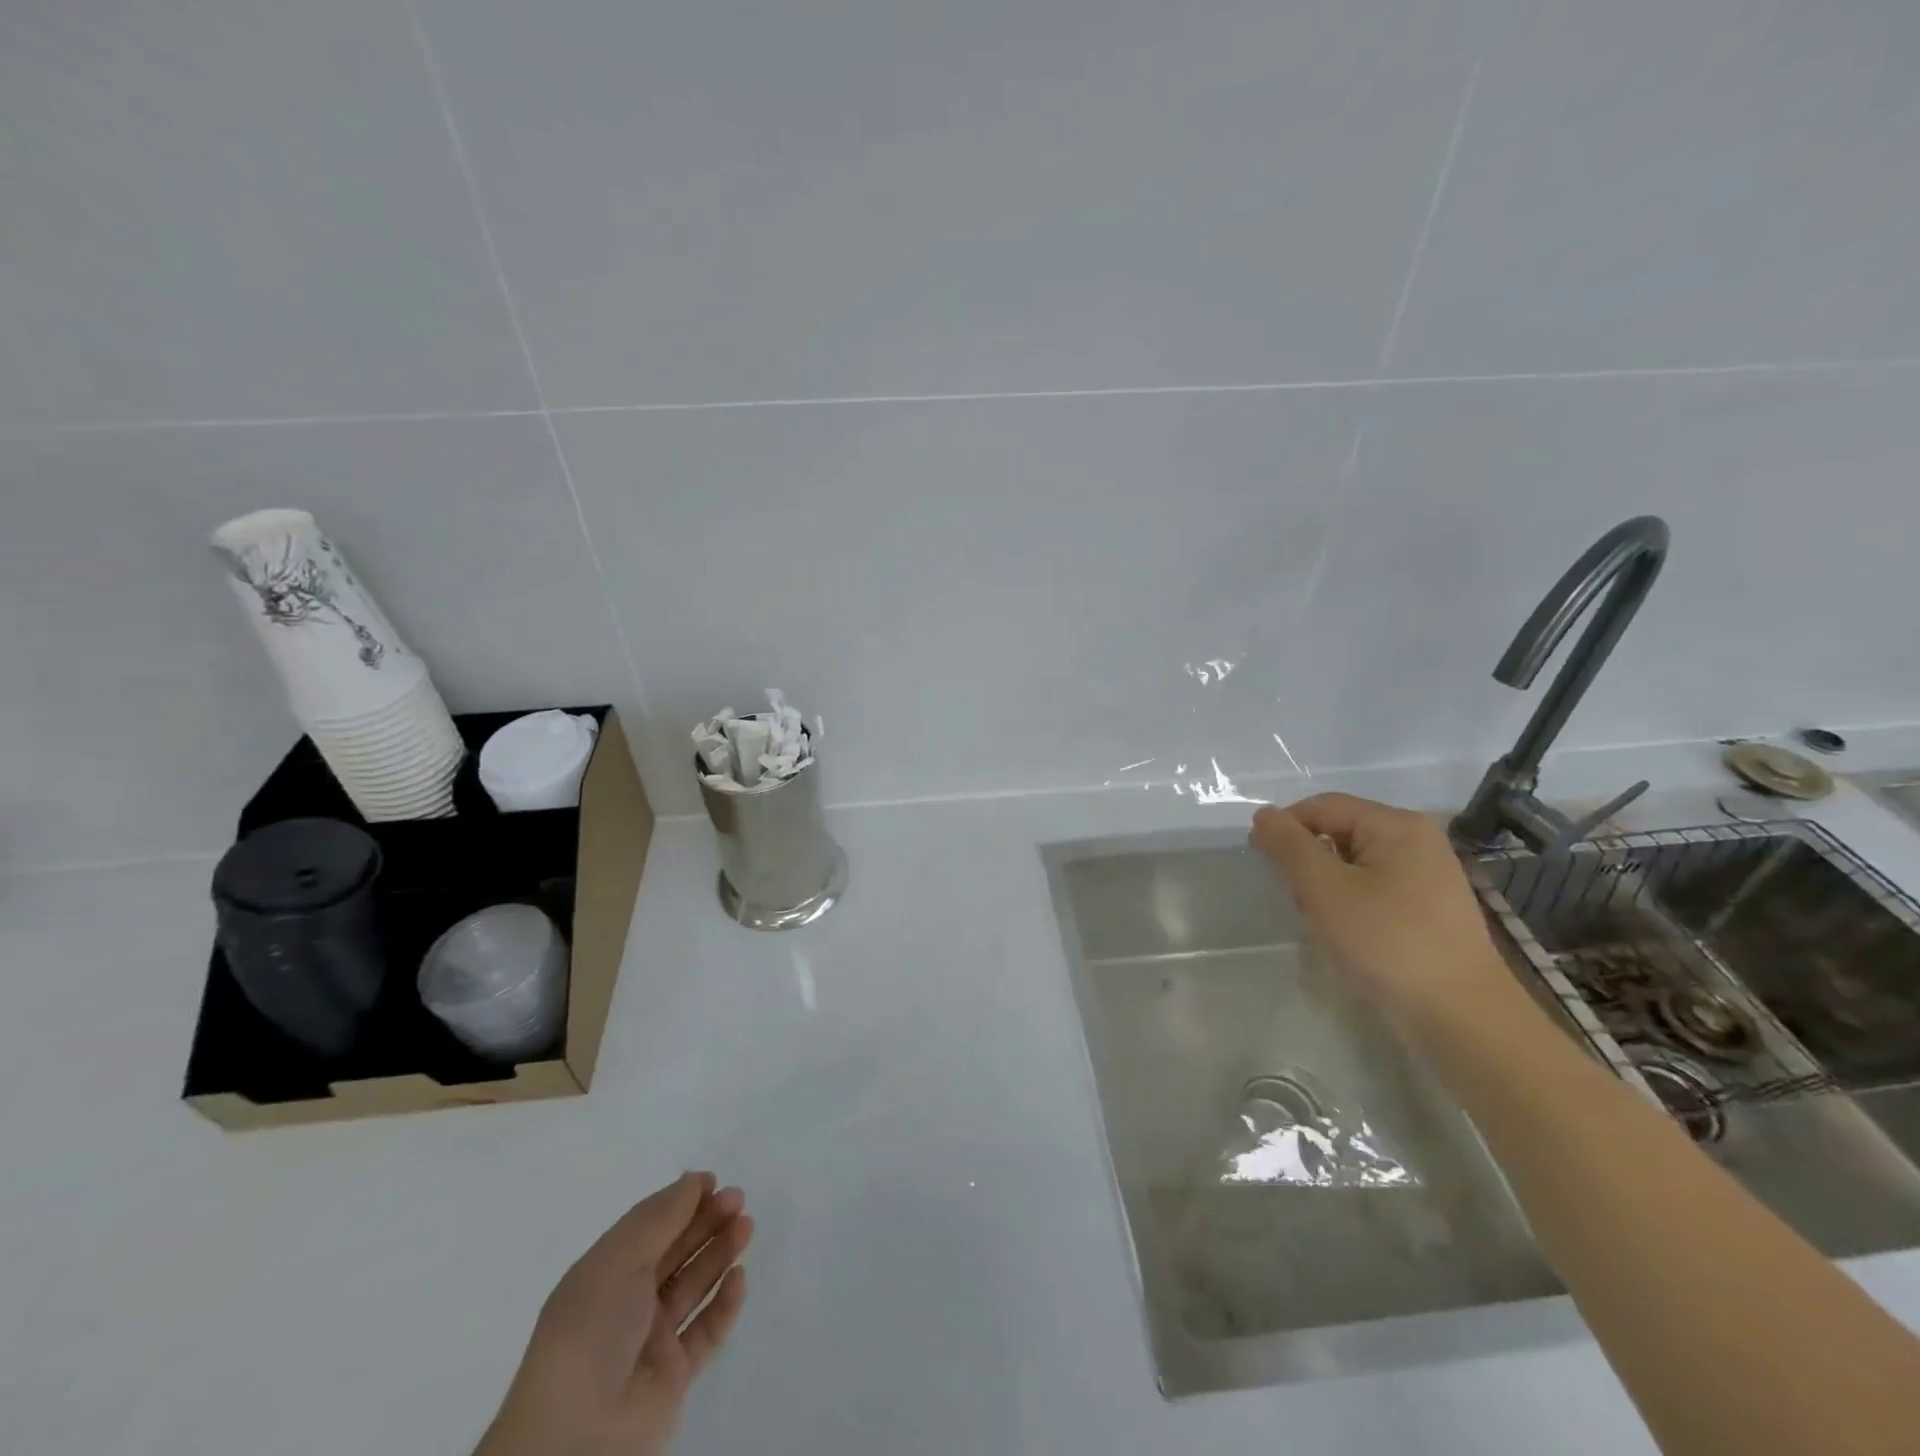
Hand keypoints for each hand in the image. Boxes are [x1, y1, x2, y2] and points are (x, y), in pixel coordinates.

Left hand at [475, 1172, 752, 1455]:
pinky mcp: (673, 1376)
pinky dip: (724, 1303)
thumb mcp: (621, 1260)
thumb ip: (662, 1217)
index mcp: (603, 1275)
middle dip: (705, 1222)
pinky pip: (705, 1331)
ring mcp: (650, 1341)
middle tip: (738, 1199)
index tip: (712, 1180)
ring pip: (693, 1286)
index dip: (679, 1201)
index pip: (647, 1228)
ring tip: (746, 1226)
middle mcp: (626, 1304)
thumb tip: (693, 1180)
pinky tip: (739, 1277)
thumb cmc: (591, 1330)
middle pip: (674, 1253)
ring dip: (720, 1254)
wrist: (578, 1436)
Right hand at [1250, 793, 1522, 1044]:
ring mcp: (1428, 877)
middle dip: (1308, 864)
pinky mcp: (1429, 910)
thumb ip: (1289, 846)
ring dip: (1327, 890)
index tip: (1263, 866)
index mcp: (1397, 825)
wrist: (1461, 1019)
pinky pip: (1373, 890)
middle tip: (1301, 904)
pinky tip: (1349, 938)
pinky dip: (1350, 906)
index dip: (1285, 829)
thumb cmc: (1387, 942)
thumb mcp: (1324, 889)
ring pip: (1352, 866)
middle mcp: (1417, 841)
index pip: (1321, 806)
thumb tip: (1264, 815)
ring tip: (1325, 925)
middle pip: (1338, 833)